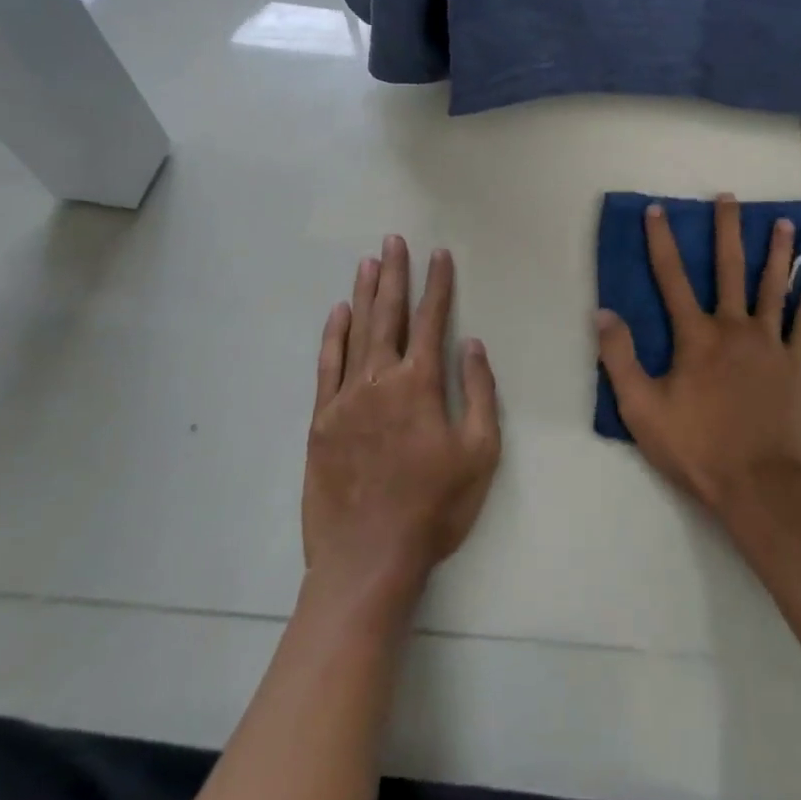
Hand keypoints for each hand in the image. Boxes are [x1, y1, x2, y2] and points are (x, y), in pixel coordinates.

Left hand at [303, 237, 500, 598]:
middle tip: (394, 240)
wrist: (368, 559)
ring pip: (356, 332)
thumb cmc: (434, 506)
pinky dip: (333, 335)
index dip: (438, 285)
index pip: (431, 320)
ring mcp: (345, 398)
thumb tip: (472, 345)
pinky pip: (326, 366)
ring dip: (364, 294)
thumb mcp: (480, 451)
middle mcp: (380, 379)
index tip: (439, 255)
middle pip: (388, 314)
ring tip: (368, 262)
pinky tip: (338, 313)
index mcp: (420, 384)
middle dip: (395, 275)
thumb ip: (478, 392)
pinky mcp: (321, 421)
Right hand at [596, 194, 800, 516]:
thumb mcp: (642, 410)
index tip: (657, 210)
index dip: (661, 241)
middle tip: (728, 198)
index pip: (671, 278)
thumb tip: (603, 313)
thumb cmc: (697, 448)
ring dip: (778, 252)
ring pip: (774, 286)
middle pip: (729, 269)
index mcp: (696, 337)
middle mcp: (734, 327)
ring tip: (785, 222)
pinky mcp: (796, 363)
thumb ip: (620, 359)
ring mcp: (770, 343)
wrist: (759, 484)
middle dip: (726, 230)